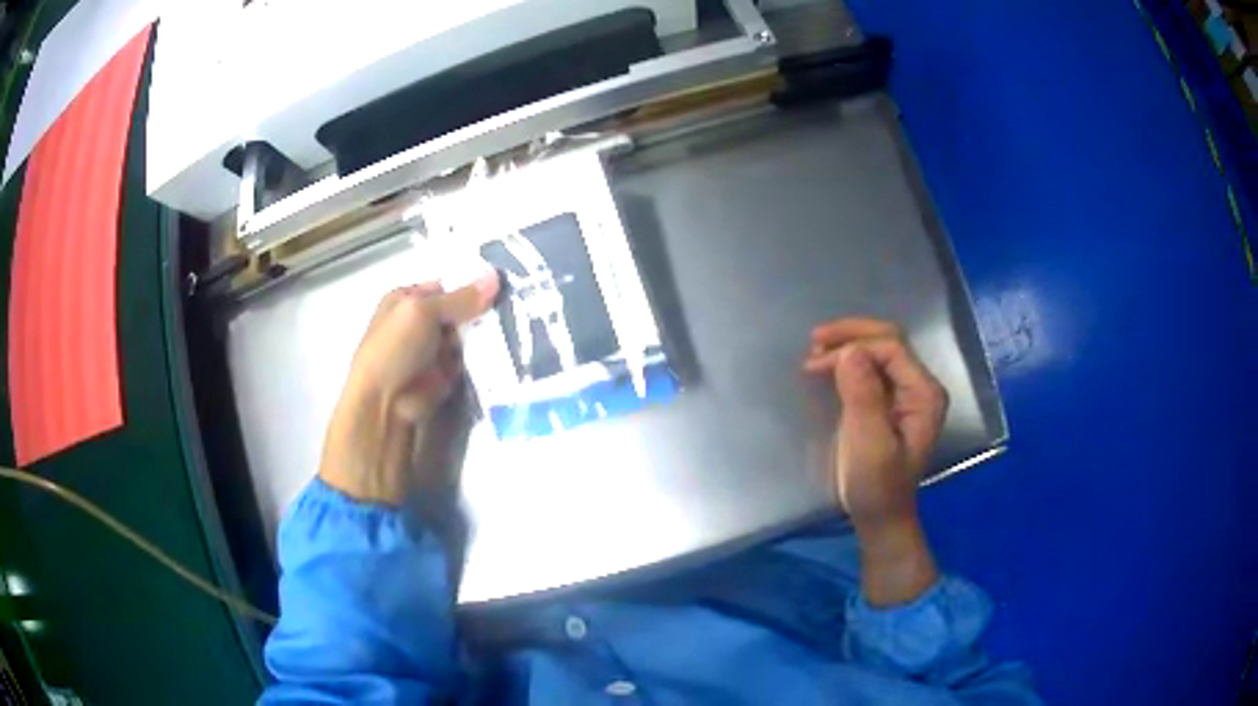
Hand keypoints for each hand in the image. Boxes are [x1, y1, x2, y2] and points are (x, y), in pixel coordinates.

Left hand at [319, 272, 499, 504]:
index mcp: (407, 299)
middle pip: (461, 309)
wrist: (385, 404)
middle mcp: (421, 321)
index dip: (473, 283)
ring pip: (469, 334)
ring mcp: (434, 348)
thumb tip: (495, 276)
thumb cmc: (394, 349)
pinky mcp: (447, 372)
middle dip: (484, 309)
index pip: (447, 285)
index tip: (505, 283)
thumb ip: (460, 298)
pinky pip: (471, 358)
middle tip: (518, 304)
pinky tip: (511, 349)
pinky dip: (486, 356)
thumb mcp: (422, 313)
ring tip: (520, 326)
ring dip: (488, 333)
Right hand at [803, 318, 947, 605]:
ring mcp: (906, 394)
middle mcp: (920, 387)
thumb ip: (863, 396)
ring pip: (878, 351)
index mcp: (924, 394)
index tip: (816, 363)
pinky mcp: (889, 402)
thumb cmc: (876, 486)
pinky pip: (871, 369)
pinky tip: (827, 367)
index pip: (891, 349)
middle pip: (888, 342)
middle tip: (814, 341)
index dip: (854, 346)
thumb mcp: (869, 444)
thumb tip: (849, 351)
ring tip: (815, 354)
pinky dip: (847, 362)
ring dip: (847, 346)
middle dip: (851, 336)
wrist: (878, 517)